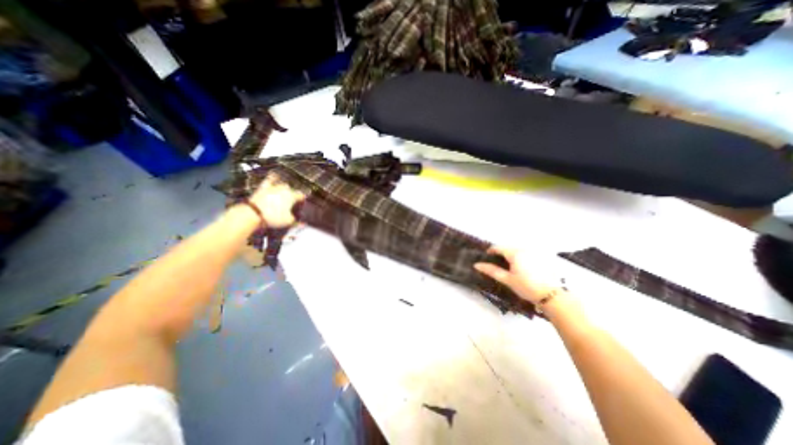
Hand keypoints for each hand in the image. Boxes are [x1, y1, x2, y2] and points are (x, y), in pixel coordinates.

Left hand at [250, 173, 303, 227]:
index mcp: (292, 196)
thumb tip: (301, 221)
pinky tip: (274, 175)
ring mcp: (274, 187)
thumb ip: (296, 220)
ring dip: (284, 189)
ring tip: (284, 193)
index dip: (302, 200)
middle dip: (293, 195)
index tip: (301, 204)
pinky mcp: (263, 187)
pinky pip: (270, 179)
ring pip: (282, 185)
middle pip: (292, 190)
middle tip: (292, 203)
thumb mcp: (288, 221)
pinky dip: (273, 177)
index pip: (301, 196)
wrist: (253, 214)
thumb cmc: (273, 217)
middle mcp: (284, 189)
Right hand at [473, 247, 566, 304]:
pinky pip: (528, 253)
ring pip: (518, 250)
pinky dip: (522, 257)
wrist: (552, 296)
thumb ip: (491, 270)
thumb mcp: (507, 279)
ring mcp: (535, 252)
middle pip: (509, 247)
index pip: (499, 247)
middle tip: (499, 264)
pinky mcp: (542, 257)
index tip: (487, 257)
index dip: (491, 251)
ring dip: (512, 255)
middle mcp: (525, 249)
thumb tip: (476, 265)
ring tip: (511, 267)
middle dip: (502, 254)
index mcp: (515, 253)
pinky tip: (524, 268)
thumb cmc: (526, 287)